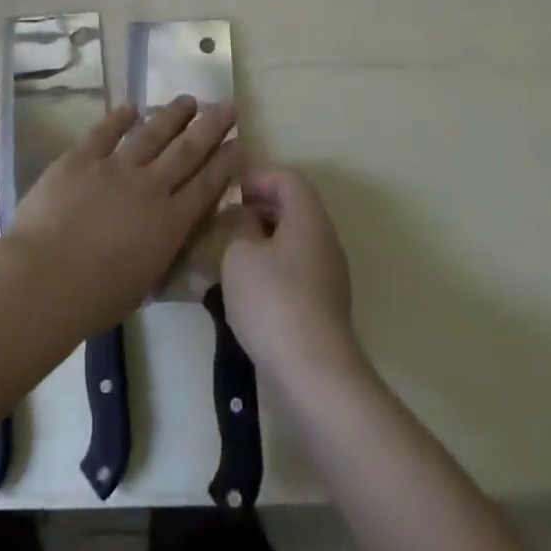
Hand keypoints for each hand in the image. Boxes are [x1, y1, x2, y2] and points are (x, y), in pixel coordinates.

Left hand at [4, 96, 239, 336]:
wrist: (44, 279)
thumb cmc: (95, 299)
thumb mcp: (145, 284)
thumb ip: (162, 253)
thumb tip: (170, 237)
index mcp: (170, 223)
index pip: (207, 184)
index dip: (226, 161)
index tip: (240, 140)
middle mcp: (150, 187)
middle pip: (187, 150)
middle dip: (211, 126)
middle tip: (228, 105)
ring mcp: (114, 168)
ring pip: (152, 134)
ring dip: (172, 115)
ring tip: (188, 100)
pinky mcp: (80, 158)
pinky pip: (104, 132)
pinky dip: (118, 117)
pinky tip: (130, 106)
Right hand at [220, 168, 361, 390]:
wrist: (313, 374)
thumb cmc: (272, 301)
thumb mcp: (240, 254)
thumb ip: (239, 225)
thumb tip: (242, 215)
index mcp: (309, 218)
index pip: (288, 178)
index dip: (257, 177)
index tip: (228, 192)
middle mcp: (324, 240)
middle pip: (292, 208)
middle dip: (256, 208)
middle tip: (223, 221)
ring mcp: (327, 275)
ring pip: (291, 241)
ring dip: (259, 241)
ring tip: (225, 255)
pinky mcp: (321, 305)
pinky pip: (293, 270)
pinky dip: (268, 268)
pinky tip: (241, 289)